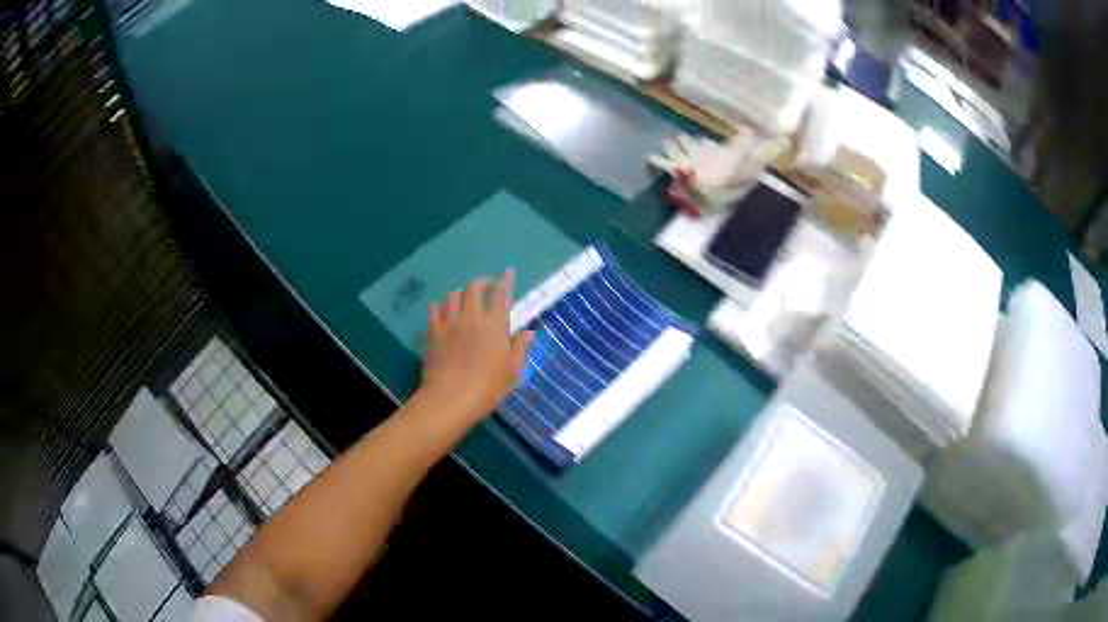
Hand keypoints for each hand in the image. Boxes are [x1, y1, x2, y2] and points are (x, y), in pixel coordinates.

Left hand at [420, 270, 533, 426]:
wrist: (451, 397)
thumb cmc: (488, 387)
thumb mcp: (513, 371)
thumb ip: (520, 348)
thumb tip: (528, 333)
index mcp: (495, 324)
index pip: (502, 294)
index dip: (506, 280)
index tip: (508, 272)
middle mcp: (472, 316)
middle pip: (474, 287)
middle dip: (482, 283)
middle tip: (487, 287)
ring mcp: (449, 322)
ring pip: (453, 295)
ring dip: (462, 294)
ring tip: (465, 301)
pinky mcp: (433, 332)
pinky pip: (435, 309)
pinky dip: (441, 306)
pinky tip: (444, 312)